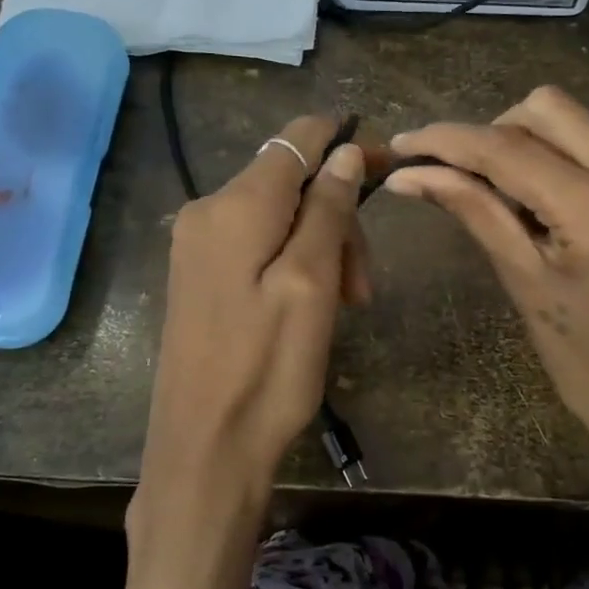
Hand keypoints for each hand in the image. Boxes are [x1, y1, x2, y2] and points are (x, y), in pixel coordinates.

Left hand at [134, 116, 367, 541]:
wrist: (204, 449)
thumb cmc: (267, 370)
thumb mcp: (311, 285)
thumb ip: (327, 210)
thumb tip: (345, 151)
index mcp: (235, 205)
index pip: (297, 138)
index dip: (346, 144)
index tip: (389, 169)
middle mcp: (207, 210)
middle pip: (292, 182)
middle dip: (338, 218)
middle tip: (363, 286)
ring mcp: (198, 244)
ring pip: (280, 215)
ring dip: (322, 247)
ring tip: (346, 304)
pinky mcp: (200, 274)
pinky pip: (259, 244)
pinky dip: (295, 262)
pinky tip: (313, 304)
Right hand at [384, 87, 588, 513]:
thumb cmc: (585, 365)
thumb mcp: (523, 283)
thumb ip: (473, 211)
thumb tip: (410, 174)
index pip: (509, 150)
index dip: (448, 140)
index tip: (404, 144)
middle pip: (550, 109)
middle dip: (494, 132)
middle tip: (463, 175)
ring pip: (582, 127)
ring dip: (533, 148)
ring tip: (509, 198)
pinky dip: (571, 169)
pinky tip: (558, 213)